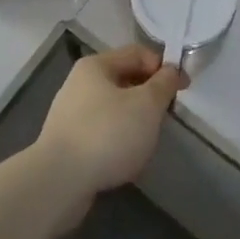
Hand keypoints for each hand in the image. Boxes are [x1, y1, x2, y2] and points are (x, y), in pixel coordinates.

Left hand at [35, 45, 181, 211]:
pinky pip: (100, 133)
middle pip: (125, 80)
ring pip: (113, 109)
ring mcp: (69, 115)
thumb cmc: (107, 134)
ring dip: (133, 121)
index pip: (138, 53)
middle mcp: (79, 83)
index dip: (163, 67)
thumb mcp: (147, 105)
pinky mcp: (66, 144)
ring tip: (146, 143)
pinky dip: (116, 141)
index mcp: (96, 65)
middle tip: (165, 118)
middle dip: (148, 97)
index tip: (183, 89)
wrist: (57, 184)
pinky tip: (123, 160)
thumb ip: (163, 84)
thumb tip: (170, 71)